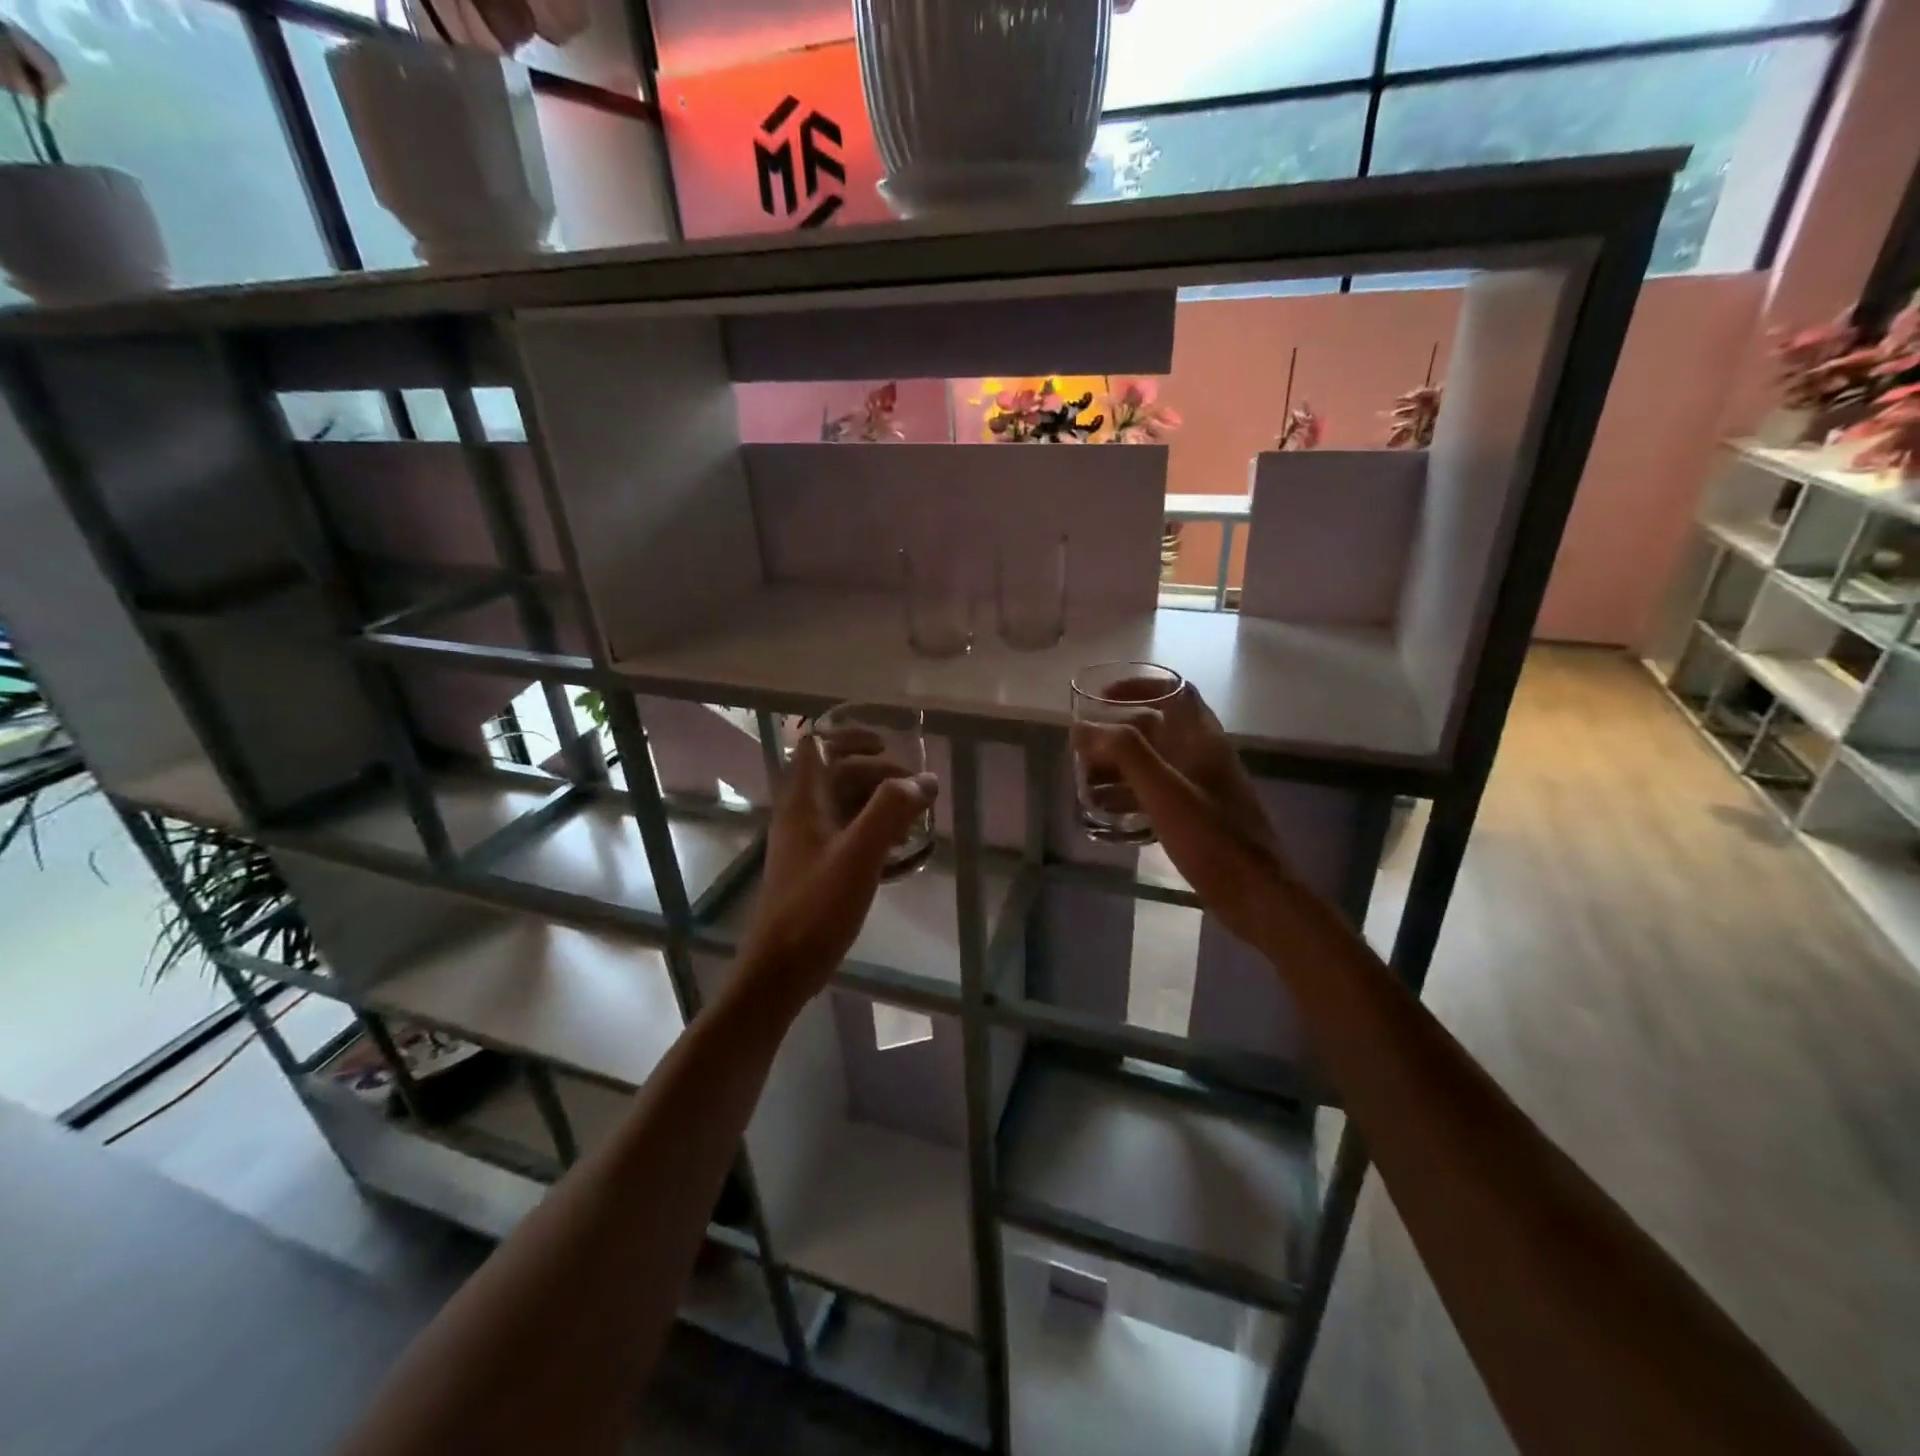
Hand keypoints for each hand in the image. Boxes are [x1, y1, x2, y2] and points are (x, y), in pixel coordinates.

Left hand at [737, 727, 936, 1005]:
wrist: (781, 969)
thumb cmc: (816, 907)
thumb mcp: (859, 854)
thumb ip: (891, 810)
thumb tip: (926, 780)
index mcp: (803, 801)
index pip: (818, 745)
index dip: (851, 736)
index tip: (889, 745)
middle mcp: (801, 813)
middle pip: (839, 773)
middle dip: (879, 774)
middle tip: (917, 790)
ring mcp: (808, 841)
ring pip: (846, 803)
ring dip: (880, 802)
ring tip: (915, 821)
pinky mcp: (816, 866)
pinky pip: (848, 832)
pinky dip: (874, 829)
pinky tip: (899, 849)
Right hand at [1071, 684, 1288, 950]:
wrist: (1257, 896)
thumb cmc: (1211, 838)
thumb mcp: (1164, 791)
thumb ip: (1125, 753)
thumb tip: (1083, 727)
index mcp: (1203, 741)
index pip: (1176, 692)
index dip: (1139, 686)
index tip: (1102, 698)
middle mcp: (1206, 758)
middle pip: (1159, 730)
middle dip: (1118, 735)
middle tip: (1085, 750)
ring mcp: (1205, 789)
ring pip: (1156, 765)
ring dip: (1121, 767)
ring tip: (1086, 783)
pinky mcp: (1201, 818)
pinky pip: (1159, 794)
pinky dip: (1132, 795)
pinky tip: (1108, 814)